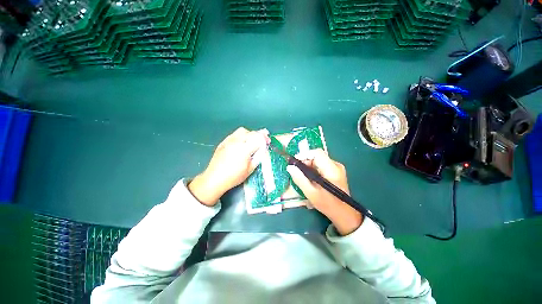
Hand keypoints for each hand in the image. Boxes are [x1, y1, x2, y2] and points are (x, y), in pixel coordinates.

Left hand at [189, 127, 269, 205]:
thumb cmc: (233, 177)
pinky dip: (241, 135)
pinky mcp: (223, 142)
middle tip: (263, 141)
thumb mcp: (250, 169)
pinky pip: (234, 134)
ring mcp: (228, 140)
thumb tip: (263, 150)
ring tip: (252, 141)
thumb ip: (258, 157)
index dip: (265, 138)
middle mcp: (236, 141)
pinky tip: (242, 142)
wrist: (214, 179)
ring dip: (250, 134)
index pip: (258, 138)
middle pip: (251, 132)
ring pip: (242, 131)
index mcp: (244, 149)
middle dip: (259, 135)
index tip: (268, 141)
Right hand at [286, 149, 362, 234]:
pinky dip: (314, 168)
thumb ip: (300, 179)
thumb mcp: (311, 193)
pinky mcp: (336, 171)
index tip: (295, 163)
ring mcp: (337, 167)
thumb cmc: (328, 204)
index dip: (304, 155)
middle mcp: (336, 165)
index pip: (317, 153)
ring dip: (309, 166)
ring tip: (305, 177)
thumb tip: (290, 167)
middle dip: (306, 161)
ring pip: (319, 160)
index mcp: (331, 170)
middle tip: (298, 172)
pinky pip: (322, 164)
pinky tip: (312, 178)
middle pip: (317, 156)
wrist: (344, 213)